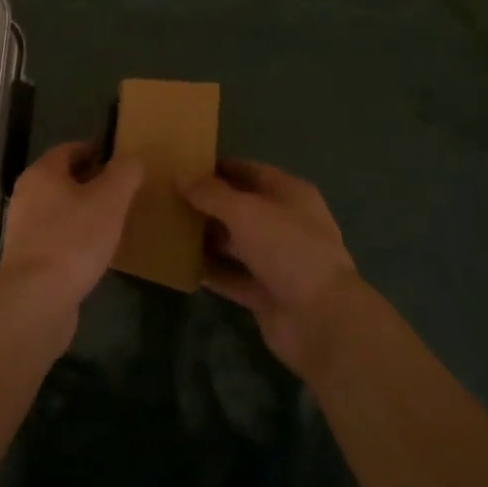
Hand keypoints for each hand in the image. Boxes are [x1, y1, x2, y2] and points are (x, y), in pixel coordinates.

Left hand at [0, 143, 144, 332]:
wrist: (36, 300)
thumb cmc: (73, 240)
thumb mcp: (110, 200)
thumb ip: (124, 174)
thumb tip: (132, 160)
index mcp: (42, 173)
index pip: (70, 149)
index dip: (96, 151)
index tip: (122, 162)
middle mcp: (27, 195)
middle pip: (64, 179)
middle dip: (93, 182)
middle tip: (123, 192)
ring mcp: (24, 228)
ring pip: (60, 209)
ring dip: (85, 211)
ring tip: (114, 221)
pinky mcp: (28, 258)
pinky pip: (57, 236)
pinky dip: (76, 236)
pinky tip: (96, 251)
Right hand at [183, 159, 360, 375]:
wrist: (320, 320)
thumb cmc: (286, 249)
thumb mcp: (245, 211)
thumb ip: (211, 193)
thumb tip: (181, 176)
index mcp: (290, 194)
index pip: (250, 171)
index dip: (218, 168)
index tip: (183, 166)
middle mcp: (285, 223)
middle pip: (241, 207)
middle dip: (208, 203)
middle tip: (167, 198)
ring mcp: (277, 261)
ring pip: (235, 243)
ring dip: (207, 238)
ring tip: (167, 228)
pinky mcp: (265, 293)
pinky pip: (232, 276)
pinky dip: (210, 271)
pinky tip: (180, 265)